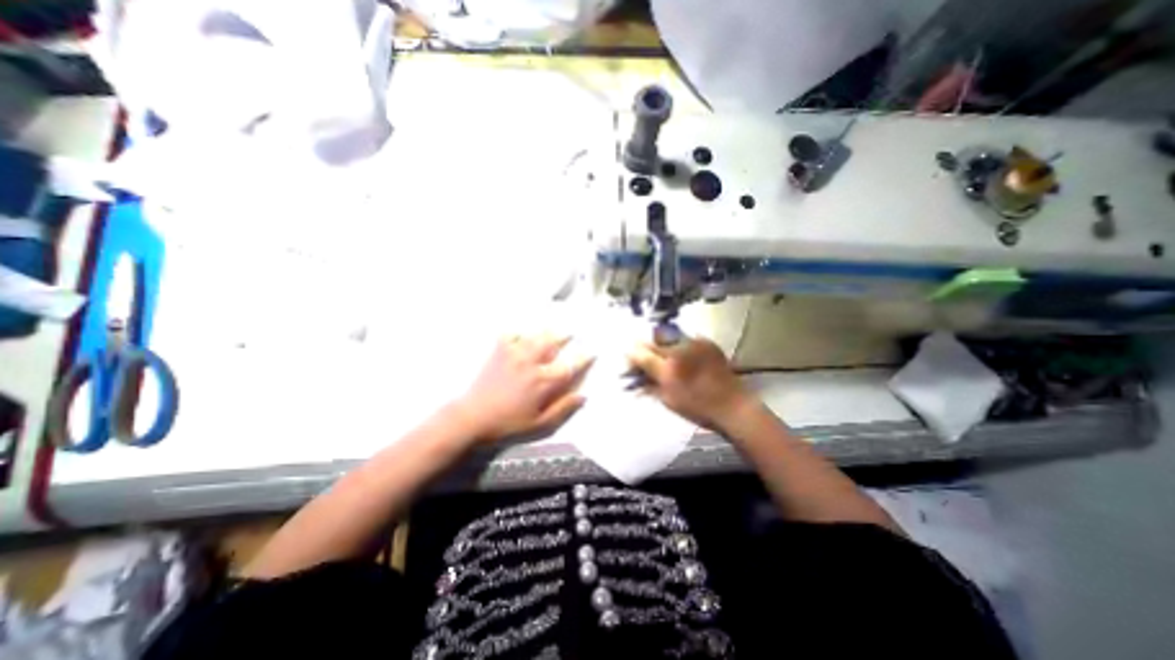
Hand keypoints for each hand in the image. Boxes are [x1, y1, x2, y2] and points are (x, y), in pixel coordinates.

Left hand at [455, 335, 592, 442]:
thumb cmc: (508, 423)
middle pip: (553, 342)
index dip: (583, 358)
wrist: (472, 417)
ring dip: (546, 332)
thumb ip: (563, 408)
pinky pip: (512, 334)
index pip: (570, 365)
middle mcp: (531, 363)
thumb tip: (583, 395)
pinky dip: (519, 332)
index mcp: (543, 381)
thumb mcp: (539, 423)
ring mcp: (514, 353)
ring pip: (535, 335)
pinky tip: (521, 334)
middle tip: (571, 332)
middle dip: (565, 336)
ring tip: (552, 329)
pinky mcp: (499, 351)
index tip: (591, 352)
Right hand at [634, 338, 751, 430]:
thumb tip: (635, 376)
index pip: (641, 354)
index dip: (632, 355)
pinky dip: (678, 345)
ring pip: (668, 337)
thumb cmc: (698, 408)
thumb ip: (648, 384)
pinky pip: (685, 338)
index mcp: (668, 369)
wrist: (733, 406)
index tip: (629, 360)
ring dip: (661, 345)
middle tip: (644, 358)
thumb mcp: (668, 399)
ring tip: (664, 358)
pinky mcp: (707, 342)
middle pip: (653, 341)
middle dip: (645, 349)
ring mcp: (695, 343)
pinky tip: (682, 356)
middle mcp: (680, 350)